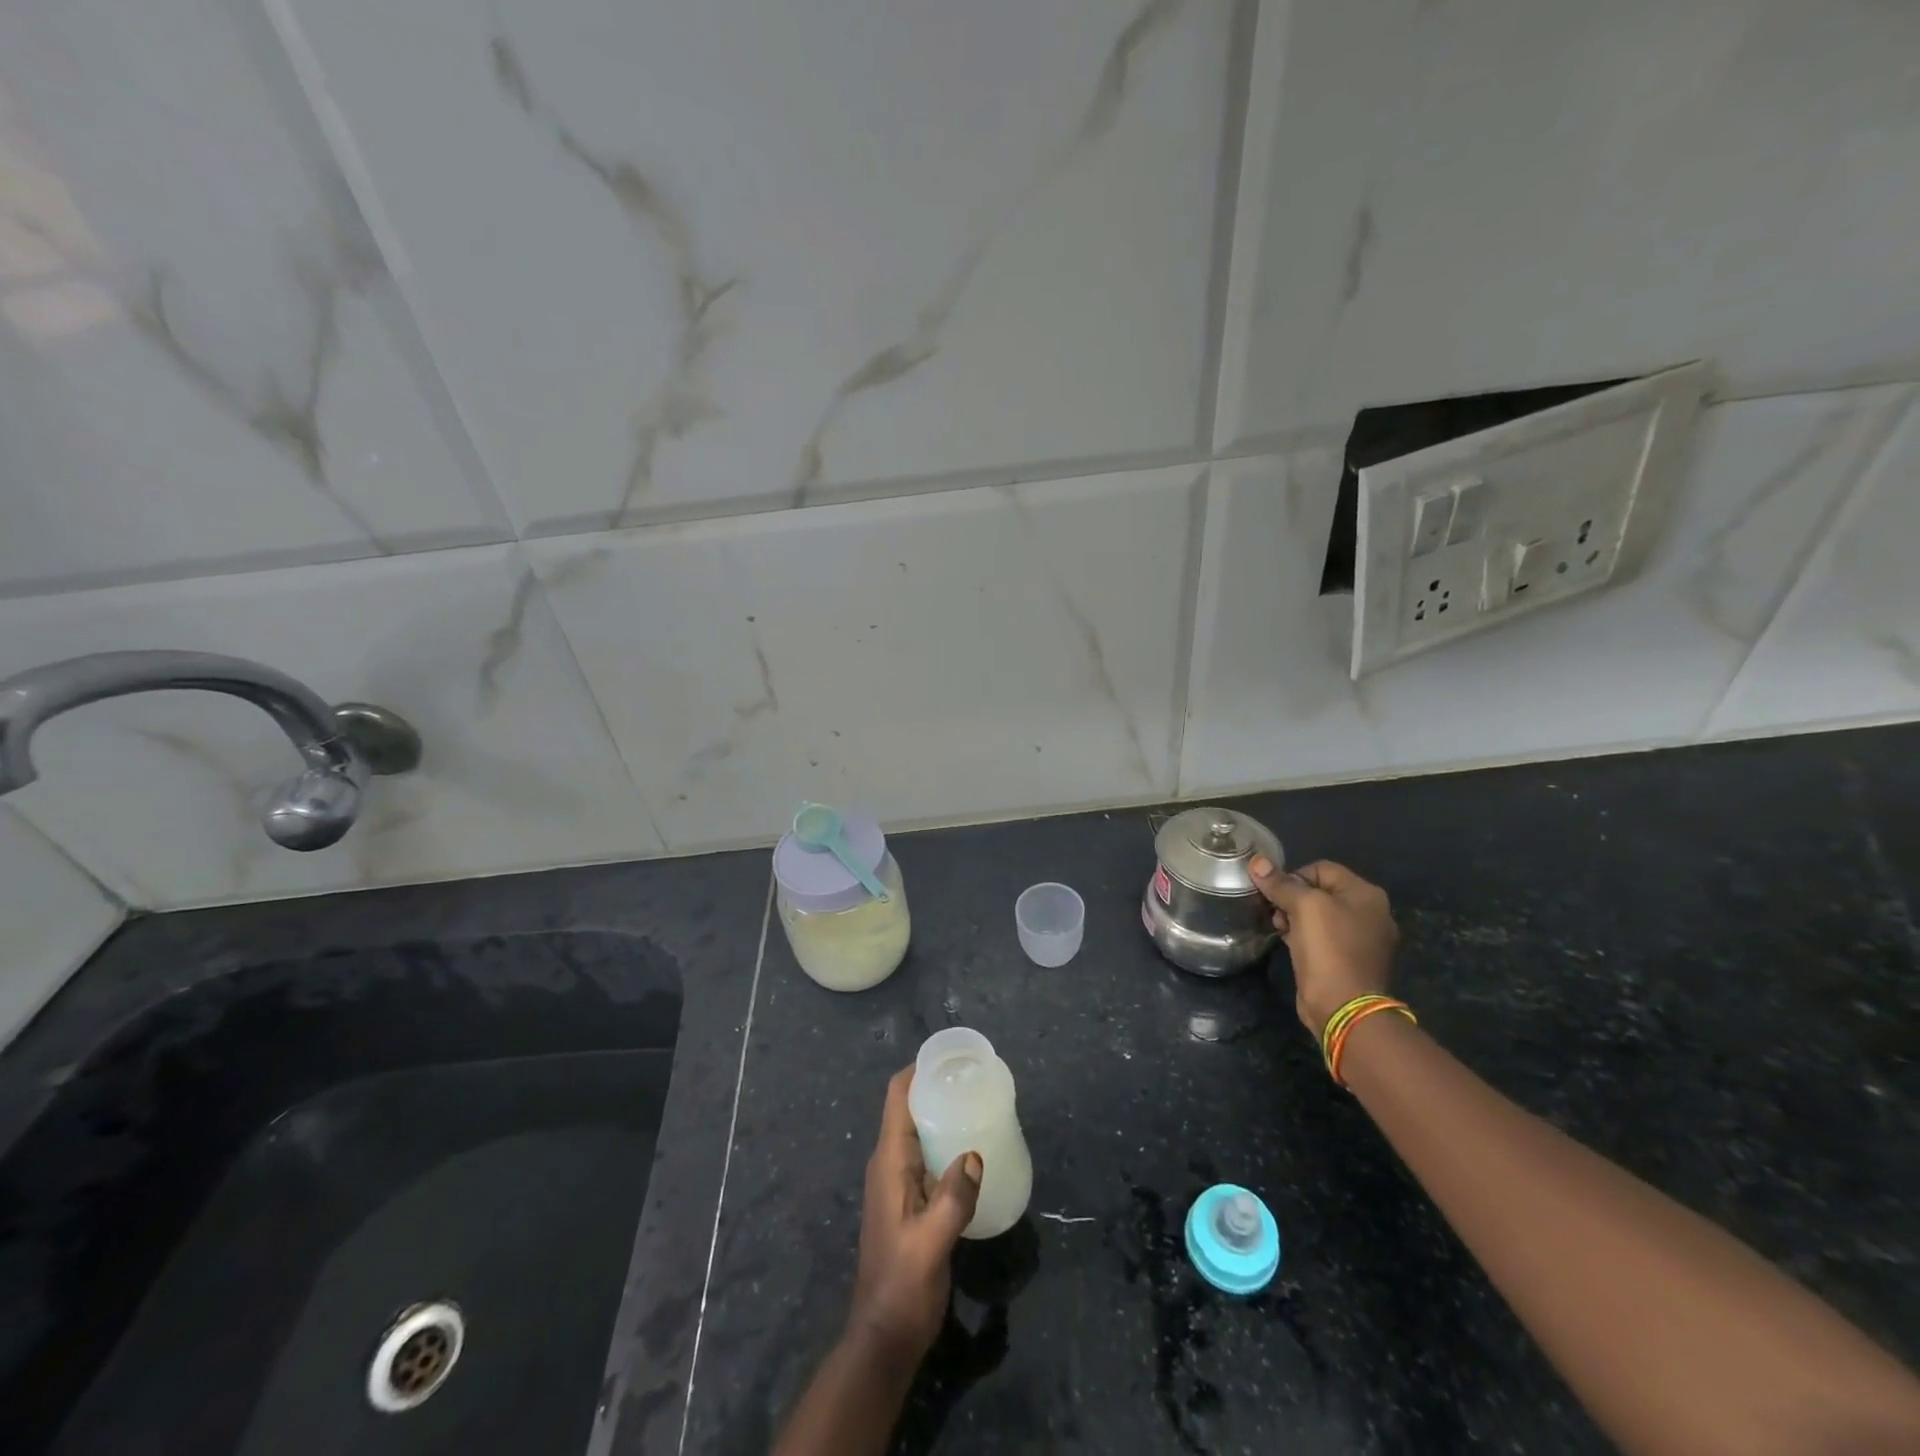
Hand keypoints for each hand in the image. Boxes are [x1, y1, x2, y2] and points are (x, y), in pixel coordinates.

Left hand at [847, 1067, 982, 1364]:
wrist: (885, 1336)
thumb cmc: (902, 1285)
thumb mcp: (930, 1244)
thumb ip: (953, 1199)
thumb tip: (976, 1155)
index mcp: (888, 1162)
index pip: (897, 1097)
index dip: (918, 1070)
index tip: (951, 1057)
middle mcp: (891, 1163)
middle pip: (910, 1108)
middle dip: (937, 1087)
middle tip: (976, 1078)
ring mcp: (900, 1183)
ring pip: (921, 1132)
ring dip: (945, 1115)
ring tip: (981, 1104)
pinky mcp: (913, 1201)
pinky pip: (931, 1157)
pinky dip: (949, 1144)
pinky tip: (976, 1152)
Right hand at [1248, 857, 1397, 1035]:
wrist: (1343, 1006)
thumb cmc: (1328, 948)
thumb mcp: (1303, 907)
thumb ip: (1280, 883)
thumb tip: (1256, 861)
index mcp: (1366, 894)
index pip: (1321, 868)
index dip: (1293, 877)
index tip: (1275, 895)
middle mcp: (1370, 912)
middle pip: (1320, 891)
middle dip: (1292, 899)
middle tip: (1276, 914)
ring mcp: (1362, 938)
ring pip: (1319, 915)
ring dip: (1295, 917)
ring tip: (1280, 930)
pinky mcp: (1349, 959)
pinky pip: (1322, 936)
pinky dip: (1304, 936)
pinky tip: (1289, 944)